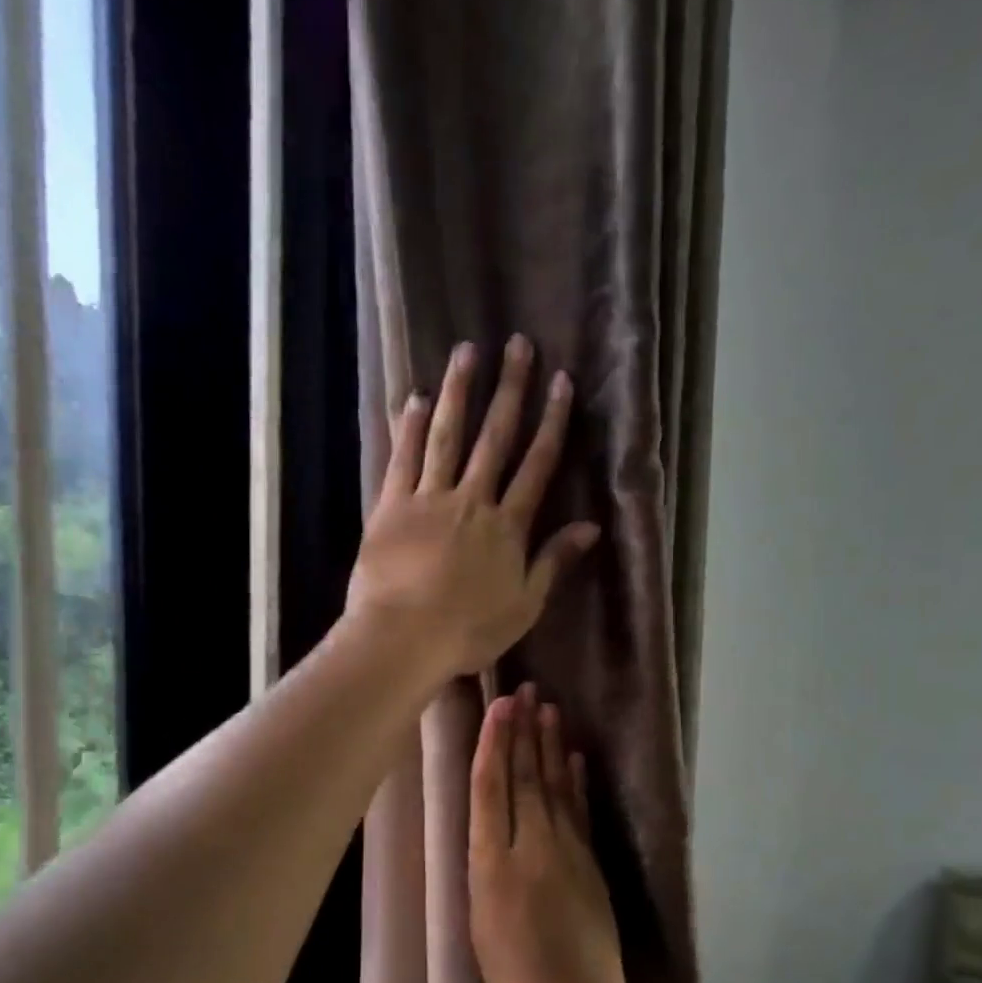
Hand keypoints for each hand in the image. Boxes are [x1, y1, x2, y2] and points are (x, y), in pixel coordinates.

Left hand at [346, 336, 599, 681]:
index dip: (551, 422)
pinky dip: (410, 427)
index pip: (537, 465)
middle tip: (518, 344)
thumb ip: (554, 561)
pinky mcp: (391, 506)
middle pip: (495, 437)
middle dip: (509, 389)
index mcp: (508, 527)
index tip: (560, 382)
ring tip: (467, 351)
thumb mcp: (524, 606)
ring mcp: (429, 499)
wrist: (403, 638)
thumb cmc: (468, 632)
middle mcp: (472, 500)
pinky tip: (415, 397)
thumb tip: (591, 527)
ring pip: (447, 436)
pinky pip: (403, 459)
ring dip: (458, 392)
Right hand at [467, 684, 639, 982]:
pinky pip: (580, 813)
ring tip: (549, 709)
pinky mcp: (591, 866)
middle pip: (525, 778)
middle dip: (524, 731)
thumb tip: (487, 830)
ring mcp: (567, 854)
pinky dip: (576, 782)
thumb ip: (483, 870)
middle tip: (526, 690)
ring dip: (551, 746)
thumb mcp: (478, 925)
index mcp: (492, 865)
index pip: (492, 788)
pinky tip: (575, 758)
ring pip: (555, 788)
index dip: (495, 743)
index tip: (500, 707)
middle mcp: (531, 848)